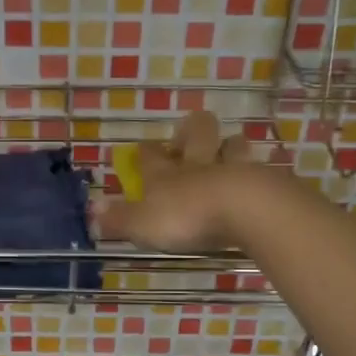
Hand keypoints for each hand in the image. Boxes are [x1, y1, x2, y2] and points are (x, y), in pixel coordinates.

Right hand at [101, 110, 265, 251]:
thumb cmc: (187, 217)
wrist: (246, 210)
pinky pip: (260, 171)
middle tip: (189, 140)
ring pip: (232, 145)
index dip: (145, 152)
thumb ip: (118, 219)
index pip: (150, 155)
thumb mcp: (142, 224)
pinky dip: (256, 175)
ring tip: (227, 156)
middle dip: (192, 130)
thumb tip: (91, 212)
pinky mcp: (264, 181)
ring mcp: (234, 168)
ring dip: (229, 147)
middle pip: (196, 132)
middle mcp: (198, 164)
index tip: (142, 151)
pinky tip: (257, 184)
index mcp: (165, 174)